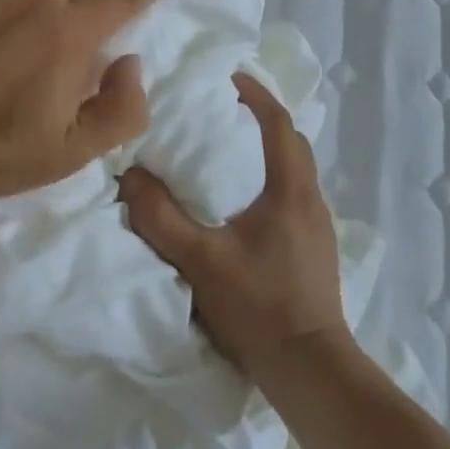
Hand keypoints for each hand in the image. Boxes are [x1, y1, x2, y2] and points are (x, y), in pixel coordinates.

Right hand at [119, 73, 351, 388]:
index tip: (228, 77)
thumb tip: (130, 177)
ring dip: (268, 150)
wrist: (312, 372)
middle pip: (292, 142)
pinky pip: (294, 195)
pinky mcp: (316, 250)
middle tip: (225, 108)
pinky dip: (271, 179)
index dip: (256, 94)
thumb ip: (162, 217)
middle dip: (262, 117)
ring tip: (230, 149)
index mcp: (290, 191)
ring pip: (296, 170)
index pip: (278, 123)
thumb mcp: (200, 260)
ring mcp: (319, 227)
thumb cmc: (259, 307)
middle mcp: (311, 200)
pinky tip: (245, 200)